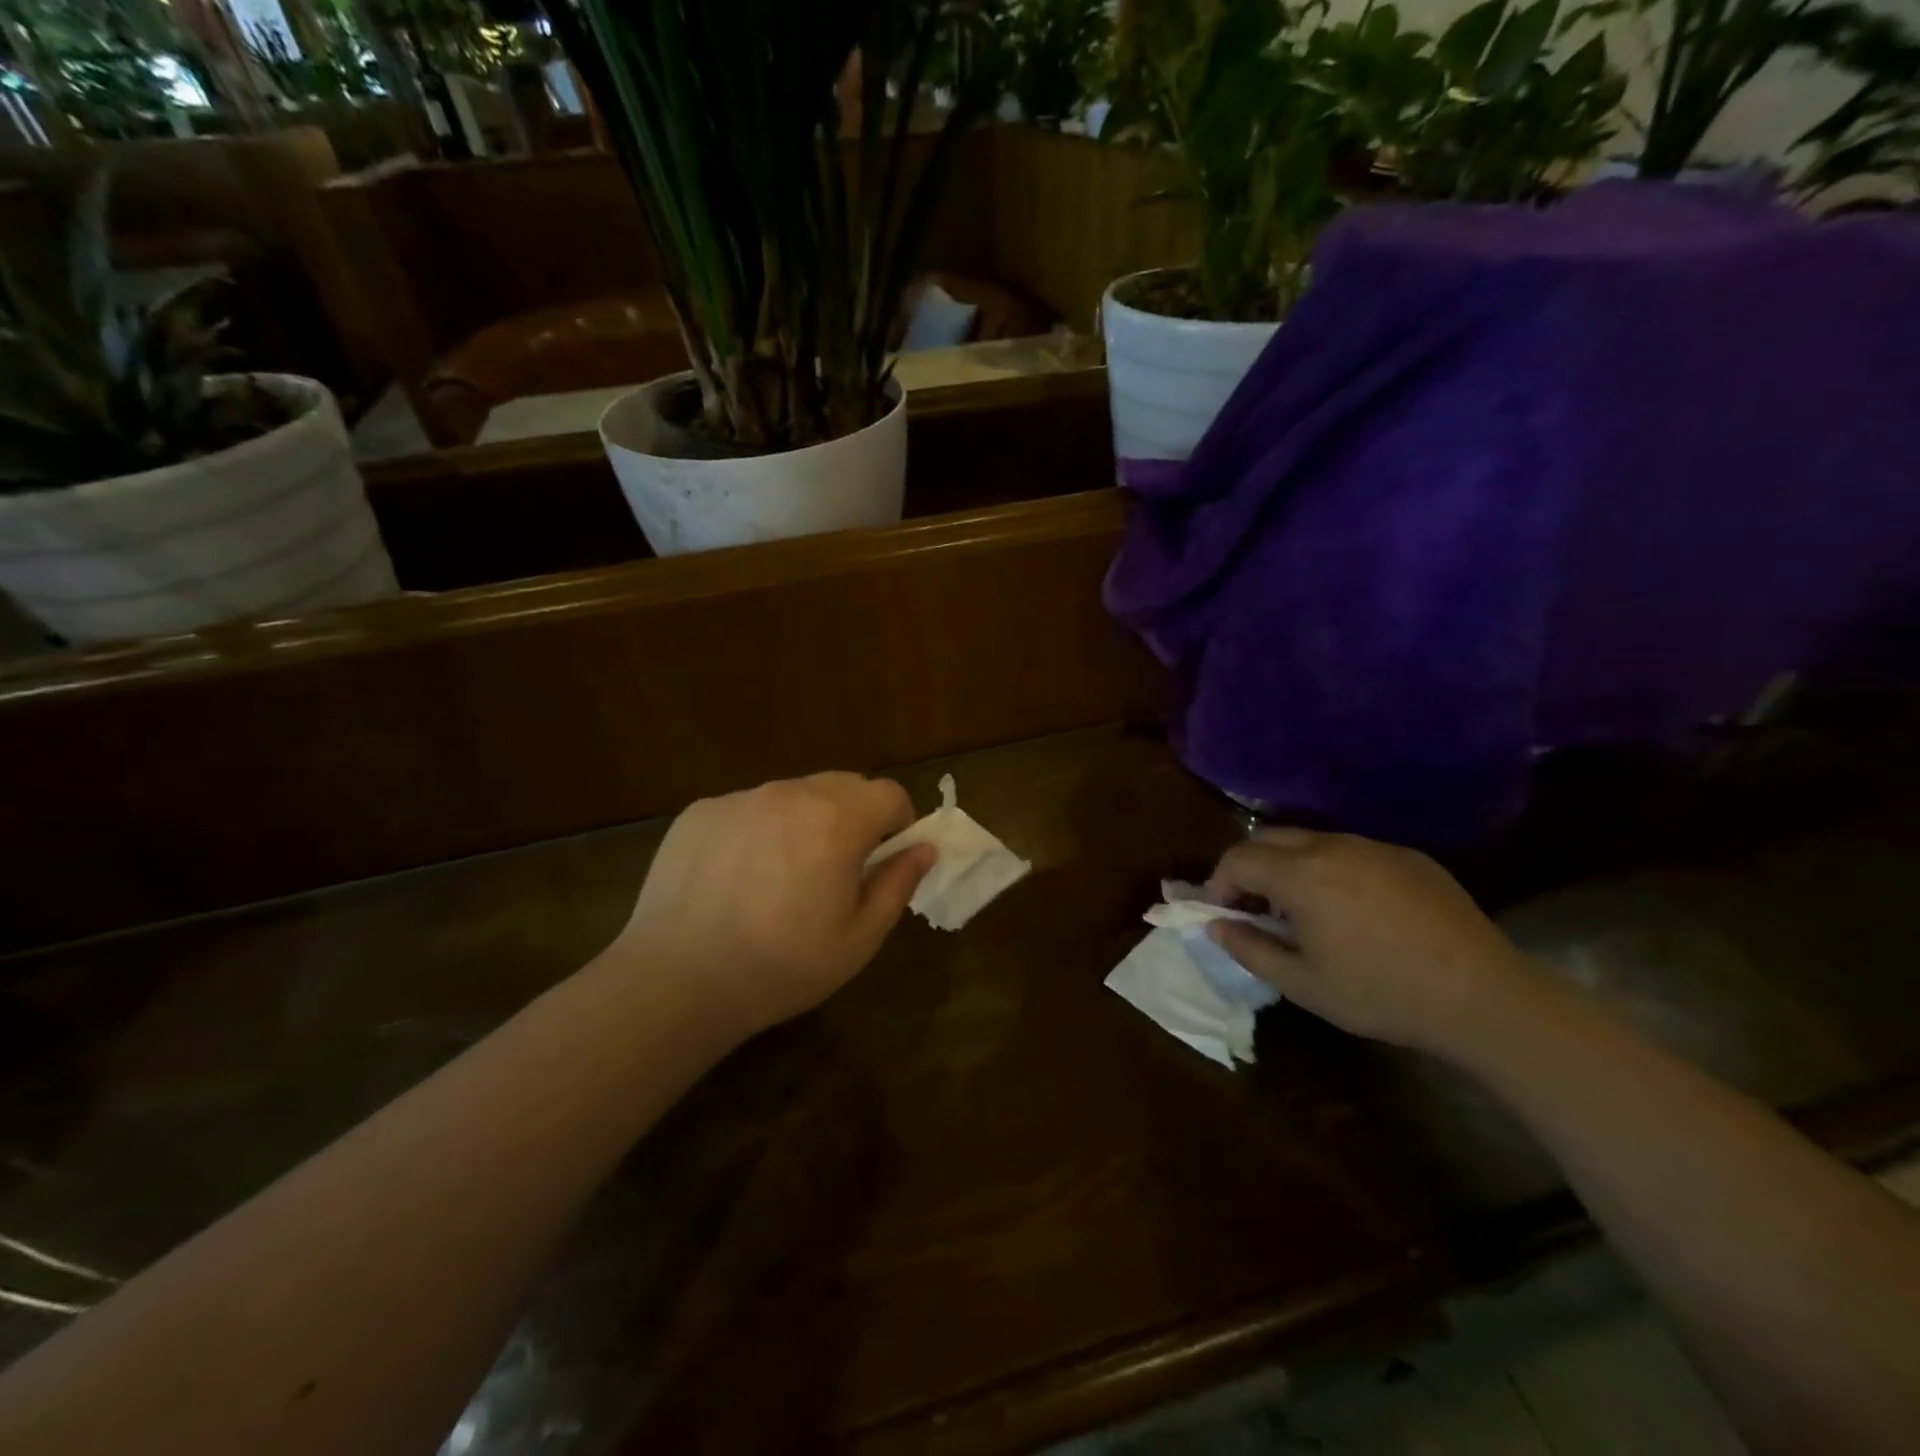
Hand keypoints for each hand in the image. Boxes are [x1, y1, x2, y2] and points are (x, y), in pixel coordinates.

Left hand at [612, 773, 936, 1037]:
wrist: (676, 982)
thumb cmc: (781, 966)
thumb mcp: (859, 939)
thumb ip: (898, 884)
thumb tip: (924, 848)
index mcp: (838, 821)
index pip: (890, 794)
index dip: (899, 823)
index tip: (884, 858)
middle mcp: (791, 794)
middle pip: (844, 785)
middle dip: (855, 817)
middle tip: (837, 868)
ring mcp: (741, 798)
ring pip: (794, 794)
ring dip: (805, 820)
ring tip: (782, 875)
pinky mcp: (701, 811)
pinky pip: (749, 808)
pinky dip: (759, 829)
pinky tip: (737, 877)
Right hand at [1204, 828, 1542, 1059]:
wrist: (1483, 996)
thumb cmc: (1381, 993)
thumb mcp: (1303, 984)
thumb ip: (1249, 949)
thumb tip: (1215, 926)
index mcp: (1301, 874)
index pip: (1238, 859)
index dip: (1219, 884)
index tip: (1223, 913)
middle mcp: (1332, 847)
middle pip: (1269, 838)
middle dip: (1249, 867)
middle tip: (1254, 907)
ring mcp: (1374, 847)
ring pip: (1311, 840)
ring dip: (1289, 866)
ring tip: (1301, 909)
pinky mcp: (1408, 856)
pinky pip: (1352, 850)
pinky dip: (1331, 868)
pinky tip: (1352, 909)